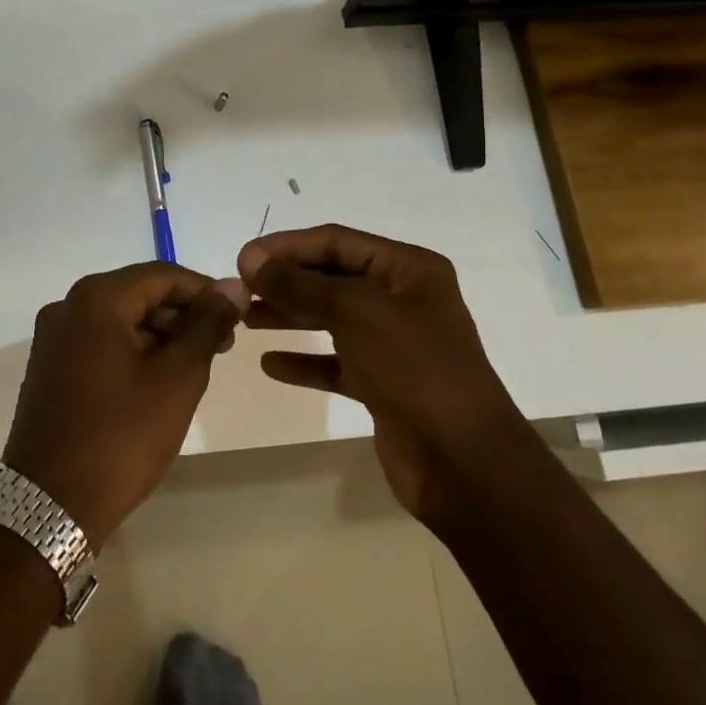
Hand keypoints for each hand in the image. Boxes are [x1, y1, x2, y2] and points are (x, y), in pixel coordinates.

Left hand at [5, 264, 247, 546]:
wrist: (51, 503)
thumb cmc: (122, 436)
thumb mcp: (177, 378)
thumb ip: (207, 325)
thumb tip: (232, 287)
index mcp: (96, 298)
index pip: (162, 275)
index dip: (205, 291)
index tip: (238, 316)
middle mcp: (67, 306)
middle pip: (137, 293)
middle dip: (182, 314)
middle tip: (221, 345)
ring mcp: (53, 337)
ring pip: (118, 318)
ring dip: (159, 334)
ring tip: (194, 366)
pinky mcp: (49, 366)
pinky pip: (99, 341)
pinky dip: (132, 350)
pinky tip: (157, 379)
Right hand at [236, 225, 535, 524]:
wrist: (465, 463)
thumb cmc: (414, 369)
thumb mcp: (354, 312)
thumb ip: (298, 284)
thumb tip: (250, 259)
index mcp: (409, 269)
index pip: (337, 241)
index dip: (287, 246)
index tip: (243, 259)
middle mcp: (403, 299)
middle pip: (332, 278)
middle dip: (285, 281)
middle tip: (240, 290)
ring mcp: (394, 343)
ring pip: (331, 319)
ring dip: (289, 316)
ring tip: (246, 319)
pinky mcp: (383, 384)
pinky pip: (335, 362)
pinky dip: (305, 360)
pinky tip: (271, 364)